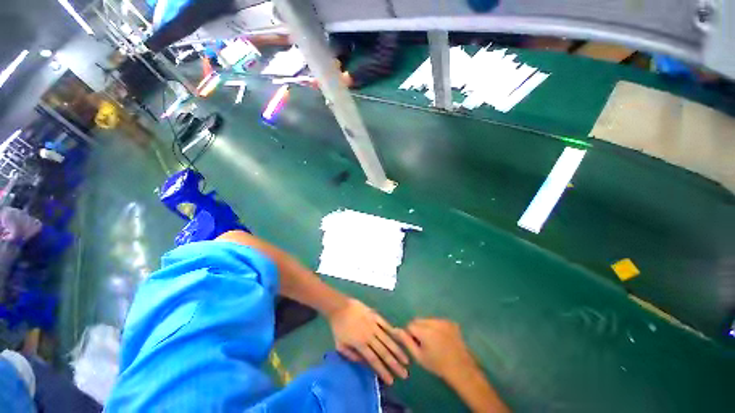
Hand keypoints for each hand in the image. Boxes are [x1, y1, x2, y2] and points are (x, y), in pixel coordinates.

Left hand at [327, 298, 408, 383]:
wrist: (339, 306)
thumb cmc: (338, 327)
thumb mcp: (340, 345)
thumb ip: (352, 355)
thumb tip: (365, 363)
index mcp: (360, 344)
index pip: (374, 360)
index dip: (383, 371)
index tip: (392, 381)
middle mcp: (369, 335)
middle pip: (384, 352)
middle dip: (395, 364)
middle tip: (405, 374)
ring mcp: (373, 324)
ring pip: (388, 339)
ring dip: (397, 350)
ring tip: (406, 359)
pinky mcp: (375, 315)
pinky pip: (385, 324)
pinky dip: (393, 331)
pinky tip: (400, 336)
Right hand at [394, 319, 476, 380]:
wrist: (461, 369)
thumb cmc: (437, 365)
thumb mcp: (419, 356)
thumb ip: (406, 341)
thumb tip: (395, 329)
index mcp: (425, 331)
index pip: (410, 325)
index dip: (411, 335)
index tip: (416, 345)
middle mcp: (434, 322)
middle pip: (418, 320)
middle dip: (418, 329)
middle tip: (424, 343)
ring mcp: (444, 321)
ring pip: (427, 320)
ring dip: (427, 327)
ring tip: (433, 341)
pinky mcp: (451, 322)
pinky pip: (437, 321)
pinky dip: (436, 327)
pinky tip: (441, 338)